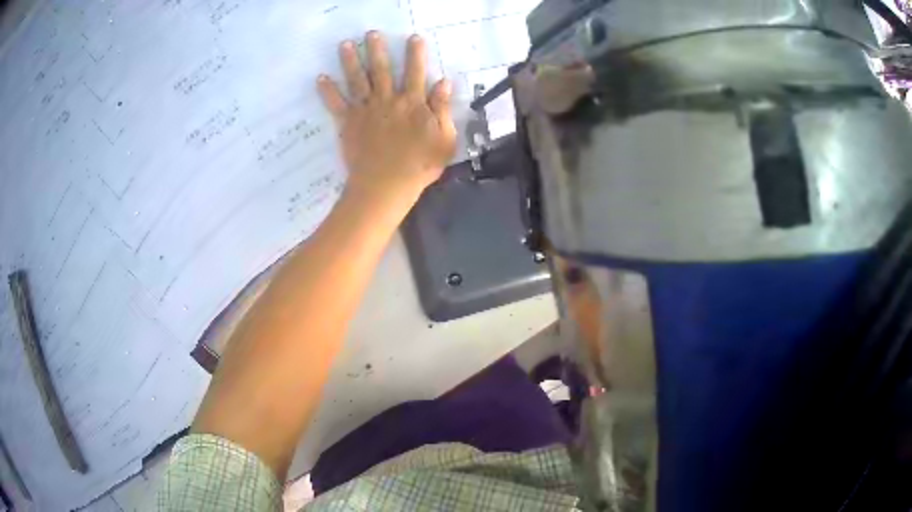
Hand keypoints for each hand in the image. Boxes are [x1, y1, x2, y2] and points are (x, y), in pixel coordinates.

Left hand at [317, 31, 456, 208]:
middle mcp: (388, 100)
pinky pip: (336, 104)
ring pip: (357, 80)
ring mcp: (366, 110)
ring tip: (344, 44)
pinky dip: (328, 91)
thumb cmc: (420, 165)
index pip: (415, 72)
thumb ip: (443, 109)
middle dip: (376, 49)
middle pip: (382, 70)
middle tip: (370, 33)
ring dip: (350, 61)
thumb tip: (444, 81)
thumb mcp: (444, 138)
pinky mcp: (349, 123)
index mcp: (413, 103)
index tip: (413, 37)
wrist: (386, 186)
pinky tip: (320, 78)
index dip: (415, 54)